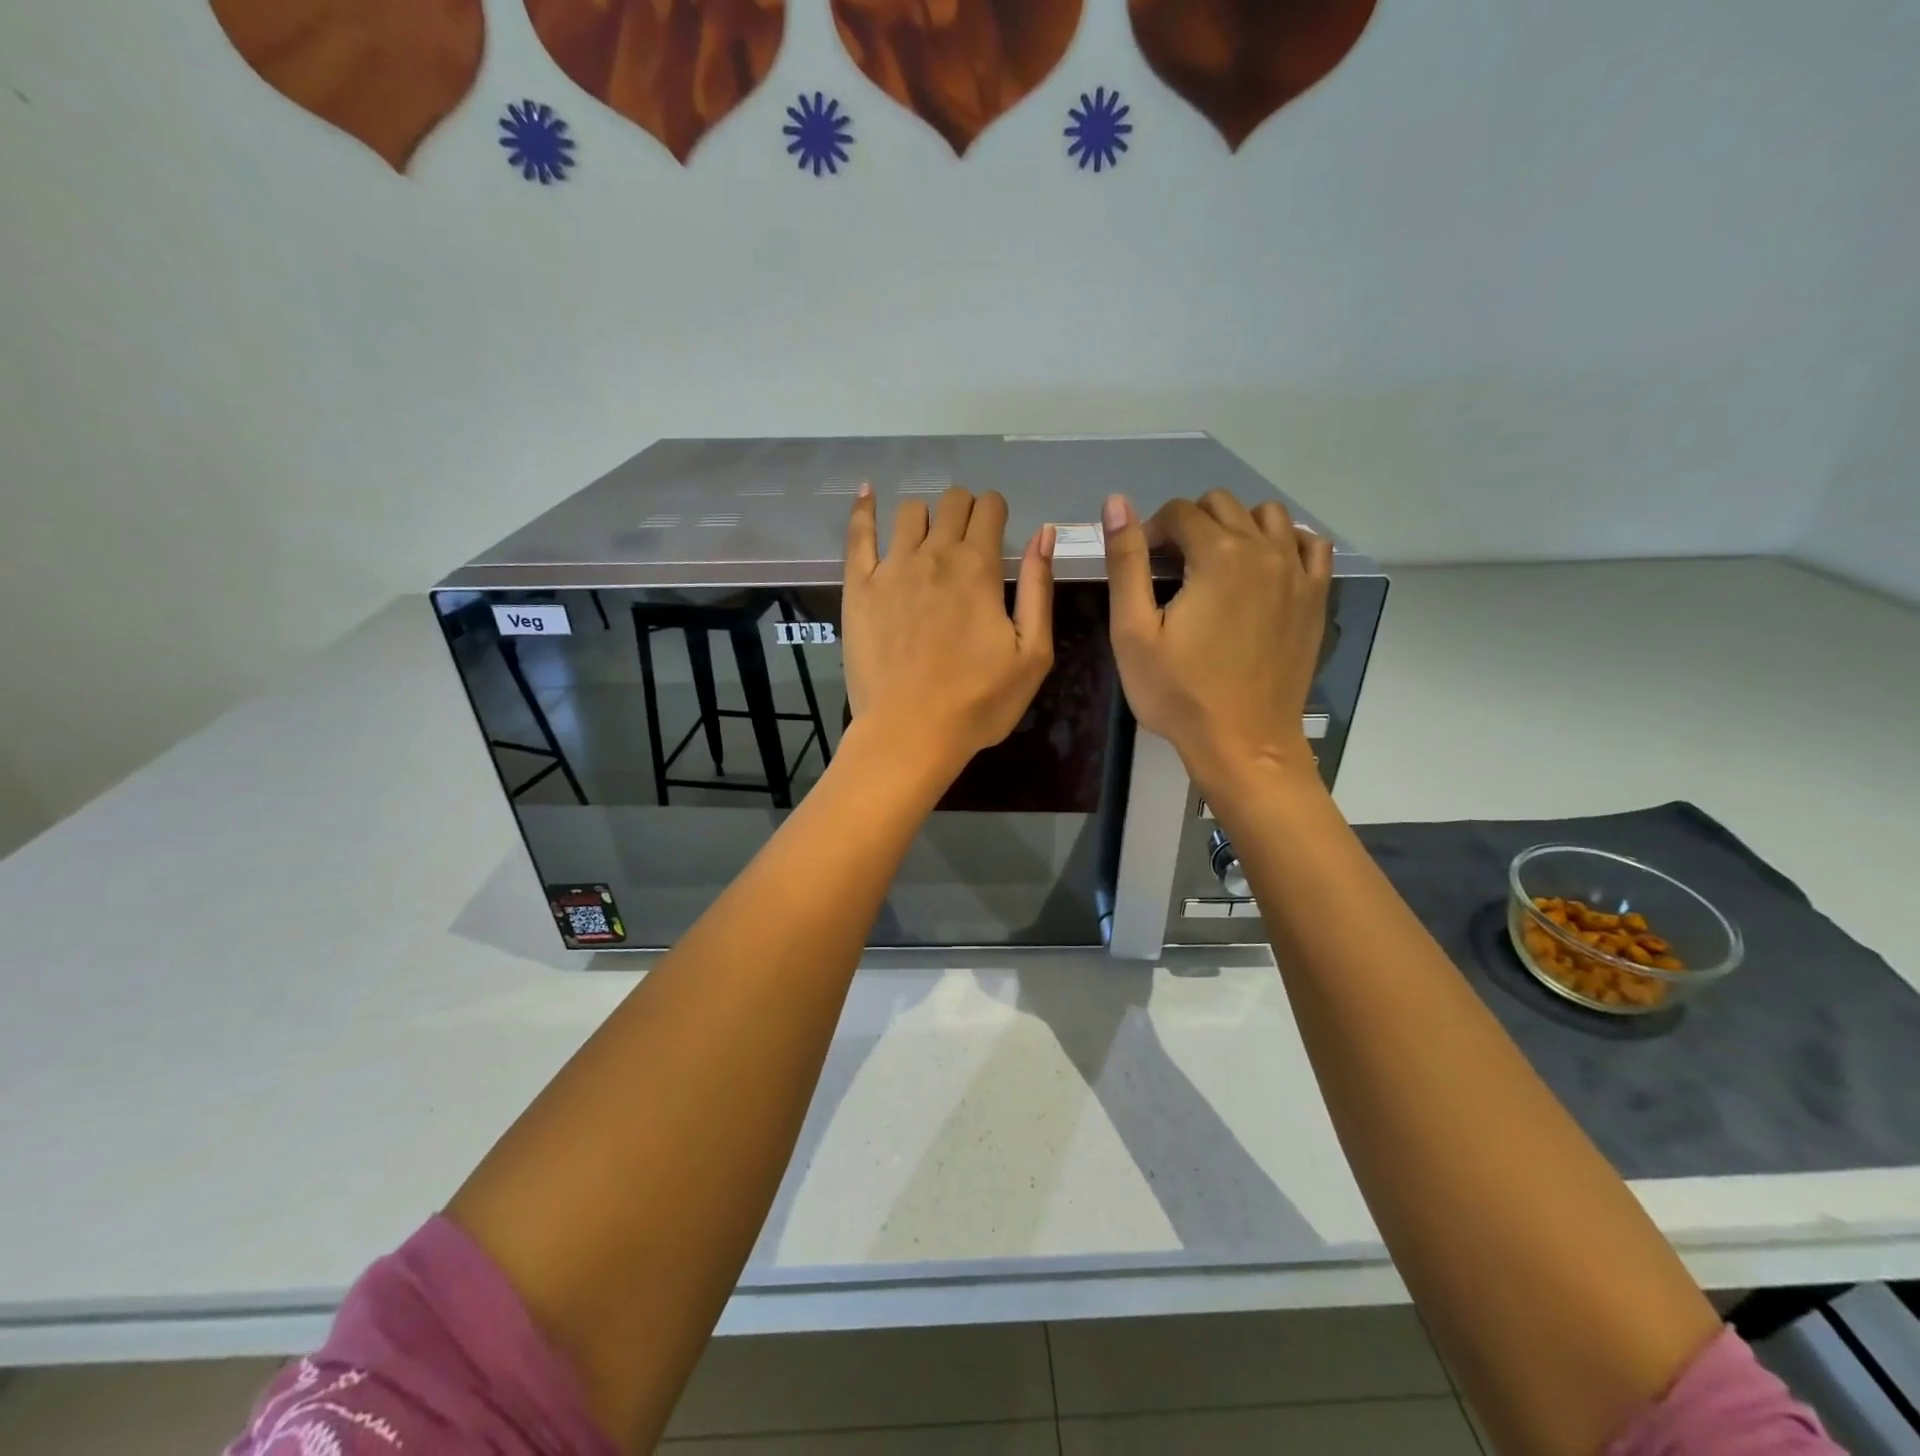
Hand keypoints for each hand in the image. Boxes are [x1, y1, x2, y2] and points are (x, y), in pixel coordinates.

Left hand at [843, 486, 1054, 780]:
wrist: (910, 733)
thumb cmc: (979, 702)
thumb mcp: (1032, 653)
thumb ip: (1039, 589)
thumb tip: (1044, 533)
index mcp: (979, 568)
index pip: (990, 508)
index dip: (997, 514)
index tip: (996, 535)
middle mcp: (935, 554)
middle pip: (951, 502)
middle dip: (965, 510)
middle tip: (967, 540)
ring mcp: (891, 568)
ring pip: (909, 512)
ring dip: (925, 516)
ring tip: (927, 541)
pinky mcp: (858, 587)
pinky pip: (857, 533)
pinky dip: (863, 509)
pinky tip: (867, 494)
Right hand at [1104, 490, 1331, 796]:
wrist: (1243, 743)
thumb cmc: (1179, 694)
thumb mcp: (1133, 632)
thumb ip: (1125, 563)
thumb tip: (1116, 502)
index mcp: (1219, 555)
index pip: (1180, 512)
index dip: (1151, 532)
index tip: (1140, 566)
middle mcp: (1265, 550)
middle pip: (1222, 505)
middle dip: (1190, 525)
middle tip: (1171, 568)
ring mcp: (1298, 573)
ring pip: (1267, 516)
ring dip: (1235, 527)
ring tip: (1214, 566)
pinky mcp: (1315, 597)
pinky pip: (1308, 544)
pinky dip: (1282, 542)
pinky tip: (1262, 569)